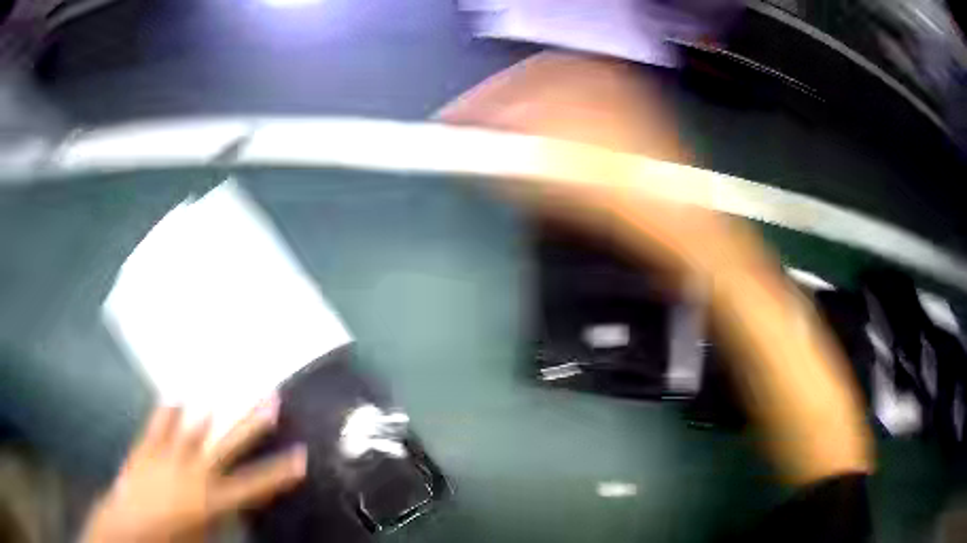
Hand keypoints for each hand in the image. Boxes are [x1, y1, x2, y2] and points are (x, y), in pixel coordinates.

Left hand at [81, 398, 305, 542]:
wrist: (128, 529)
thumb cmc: (171, 541)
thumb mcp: (204, 537)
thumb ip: (220, 517)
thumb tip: (233, 505)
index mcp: (212, 500)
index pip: (255, 485)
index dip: (279, 472)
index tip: (301, 455)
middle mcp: (194, 473)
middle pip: (228, 444)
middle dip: (252, 424)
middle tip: (272, 399)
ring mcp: (168, 455)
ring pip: (193, 427)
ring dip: (210, 410)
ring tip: (224, 392)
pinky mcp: (146, 448)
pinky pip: (158, 425)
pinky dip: (167, 411)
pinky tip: (175, 397)